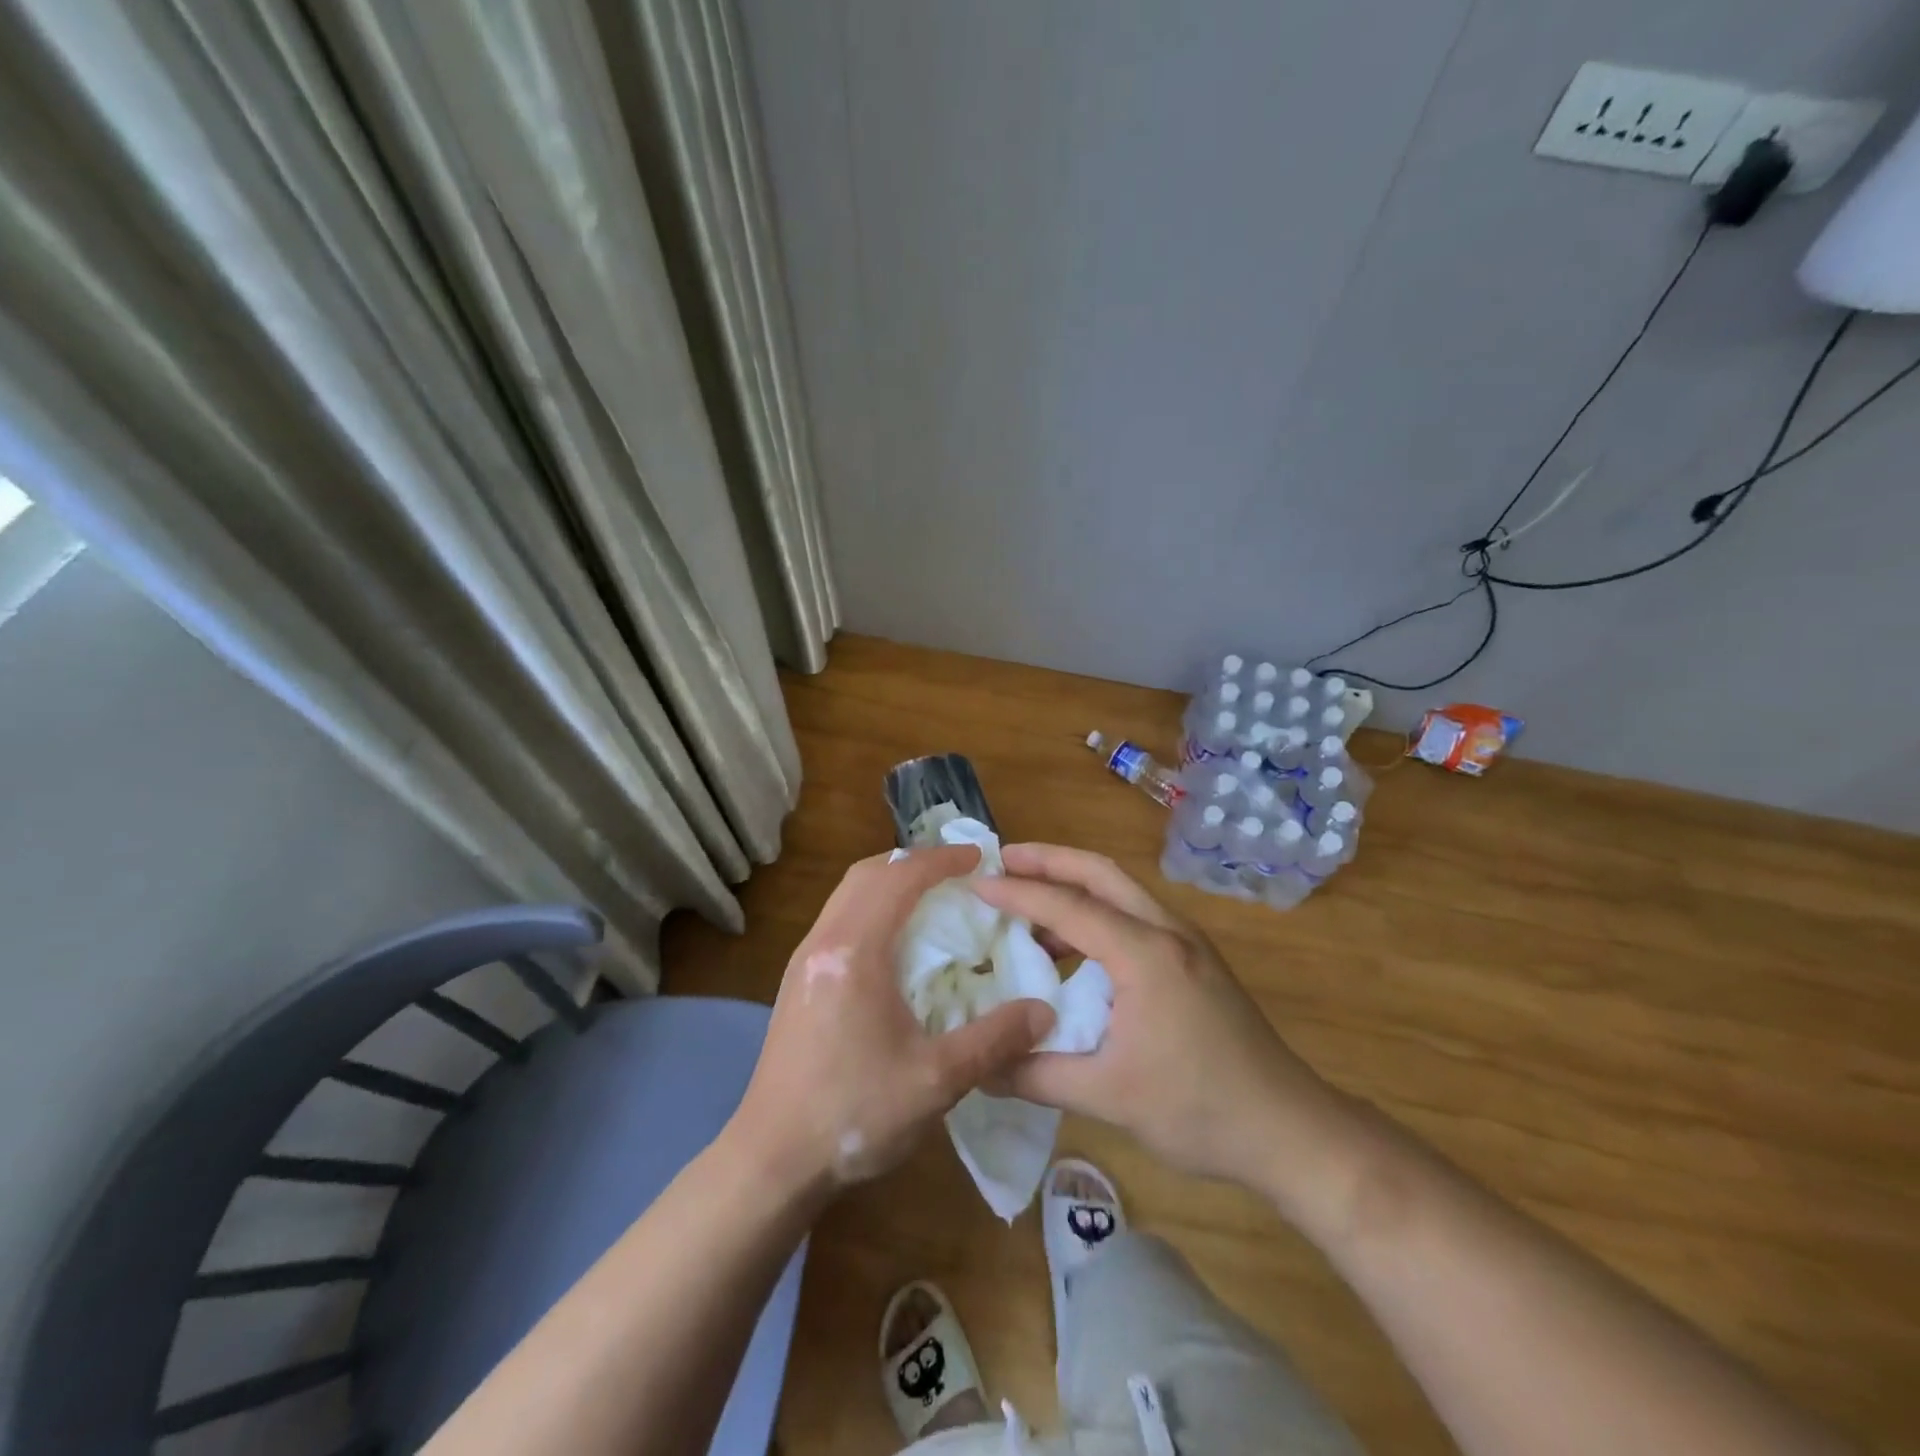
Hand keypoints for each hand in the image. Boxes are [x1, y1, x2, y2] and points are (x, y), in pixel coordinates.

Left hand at [732, 844, 1055, 1199]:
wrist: (772, 1160)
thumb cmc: (855, 1114)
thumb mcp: (936, 1081)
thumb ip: (994, 1040)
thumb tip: (1043, 1012)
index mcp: (854, 951)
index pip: (899, 878)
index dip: (940, 860)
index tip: (977, 857)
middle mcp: (823, 942)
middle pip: (867, 874)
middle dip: (913, 862)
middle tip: (956, 872)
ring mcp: (804, 961)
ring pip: (847, 895)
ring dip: (889, 882)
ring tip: (930, 898)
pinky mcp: (798, 982)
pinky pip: (838, 919)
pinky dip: (871, 907)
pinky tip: (895, 943)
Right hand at [972, 843, 1347, 1190]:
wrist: (1291, 1130)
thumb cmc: (1200, 1110)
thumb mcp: (1109, 1097)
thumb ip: (1037, 1075)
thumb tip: (979, 1068)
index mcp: (1146, 955)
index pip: (1070, 906)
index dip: (1018, 892)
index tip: (976, 884)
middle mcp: (1167, 932)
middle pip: (1100, 873)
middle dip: (1049, 859)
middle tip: (1001, 860)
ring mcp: (1186, 943)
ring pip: (1120, 890)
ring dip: (1073, 886)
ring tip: (1027, 901)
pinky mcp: (1194, 960)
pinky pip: (1133, 916)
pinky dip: (1095, 914)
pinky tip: (1070, 948)